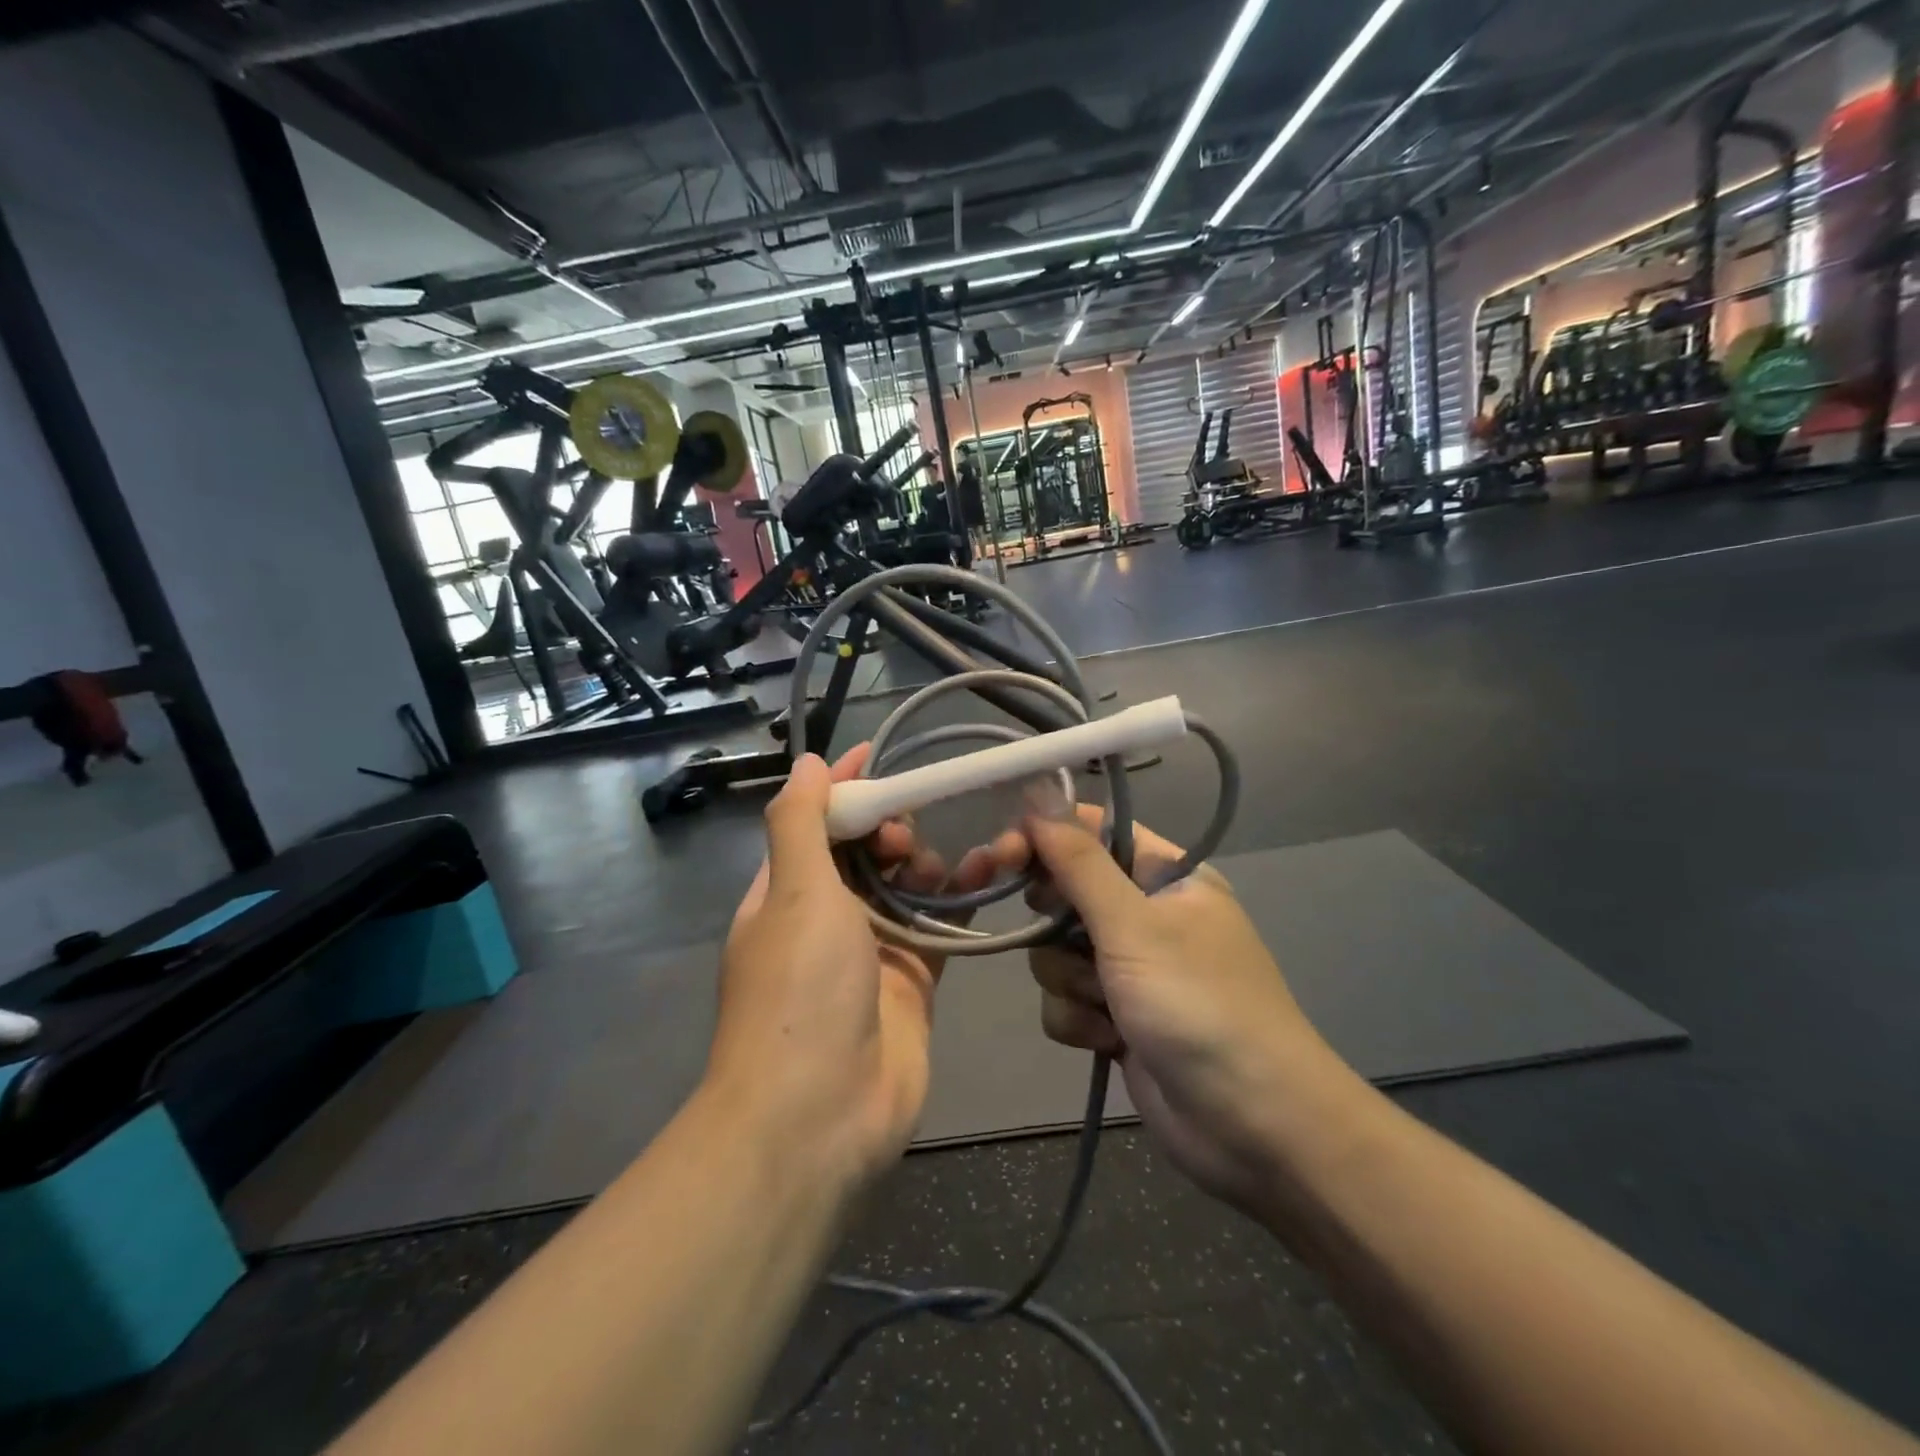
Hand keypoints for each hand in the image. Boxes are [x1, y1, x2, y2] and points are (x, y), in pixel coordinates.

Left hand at [708, 747, 1010, 1190]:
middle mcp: (825, 917)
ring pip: (905, 885)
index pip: (814, 822)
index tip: (878, 754)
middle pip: (864, 851)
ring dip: (926, 862)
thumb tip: (806, 764)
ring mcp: (871, 950)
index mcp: (785, 893)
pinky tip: (986, 874)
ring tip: (938, 865)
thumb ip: (800, 824)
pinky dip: (959, 899)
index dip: (842, 786)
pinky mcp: (914, 979)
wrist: (820, 1116)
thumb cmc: (799, 991)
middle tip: (907, 833)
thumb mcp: (794, 894)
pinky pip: (939, 925)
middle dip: (888, 828)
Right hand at [1024, 809, 1360, 1212]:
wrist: (1253, 1127)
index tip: (1003, 855)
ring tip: (1107, 1006)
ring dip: (1071, 981)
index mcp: (1166, 876)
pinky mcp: (1117, 1018)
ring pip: (1057, 951)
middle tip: (1054, 934)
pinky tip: (1109, 1042)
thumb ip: (1078, 863)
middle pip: (1067, 892)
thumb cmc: (1198, 1005)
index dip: (1046, 837)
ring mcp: (1131, 969)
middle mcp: (1147, 915)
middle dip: (1056, 924)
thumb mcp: (1134, 925)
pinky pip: (1066, 999)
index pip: (1093, 832)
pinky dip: (1079, 1020)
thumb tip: (1037, 794)